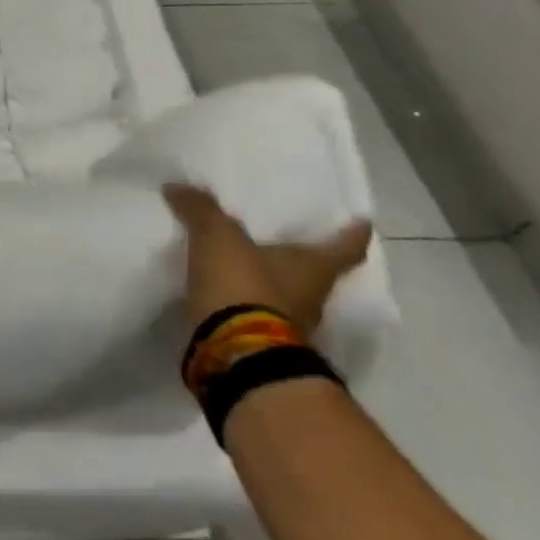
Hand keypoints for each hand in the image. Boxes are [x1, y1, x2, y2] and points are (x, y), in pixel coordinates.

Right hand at [164, 184, 372, 338]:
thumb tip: (178, 187)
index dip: (353, 233)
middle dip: (302, 258)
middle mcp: (312, 297)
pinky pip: (257, 314)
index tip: (361, 222)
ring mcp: (290, 325)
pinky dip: (246, 303)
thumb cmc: (243, 286)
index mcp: (314, 268)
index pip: (346, 247)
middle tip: (285, 239)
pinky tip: (225, 293)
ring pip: (287, 295)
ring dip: (271, 282)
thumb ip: (201, 210)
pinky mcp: (262, 342)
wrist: (235, 352)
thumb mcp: (217, 237)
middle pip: (315, 272)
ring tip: (245, 265)